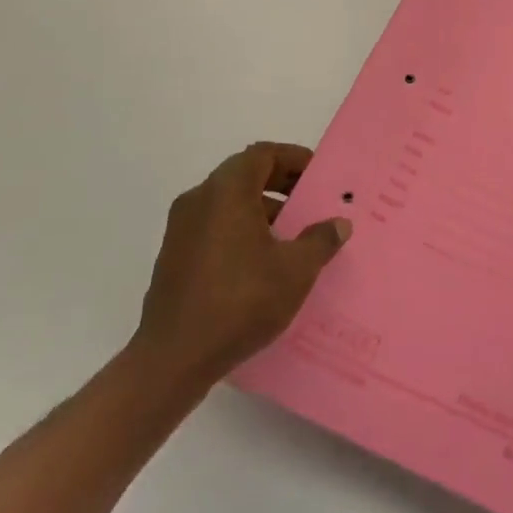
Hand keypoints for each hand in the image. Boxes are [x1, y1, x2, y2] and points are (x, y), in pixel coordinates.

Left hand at [131, 142, 350, 391]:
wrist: (174, 358)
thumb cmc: (240, 301)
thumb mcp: (295, 270)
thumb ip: (320, 240)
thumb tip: (338, 224)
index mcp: (226, 191)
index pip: (262, 154)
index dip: (293, 158)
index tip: (318, 176)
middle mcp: (199, 200)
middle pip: (244, 175)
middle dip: (280, 184)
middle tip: (311, 202)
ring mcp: (181, 229)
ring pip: (228, 203)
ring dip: (262, 209)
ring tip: (293, 236)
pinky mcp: (174, 257)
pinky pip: (214, 227)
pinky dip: (241, 230)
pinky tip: (263, 263)